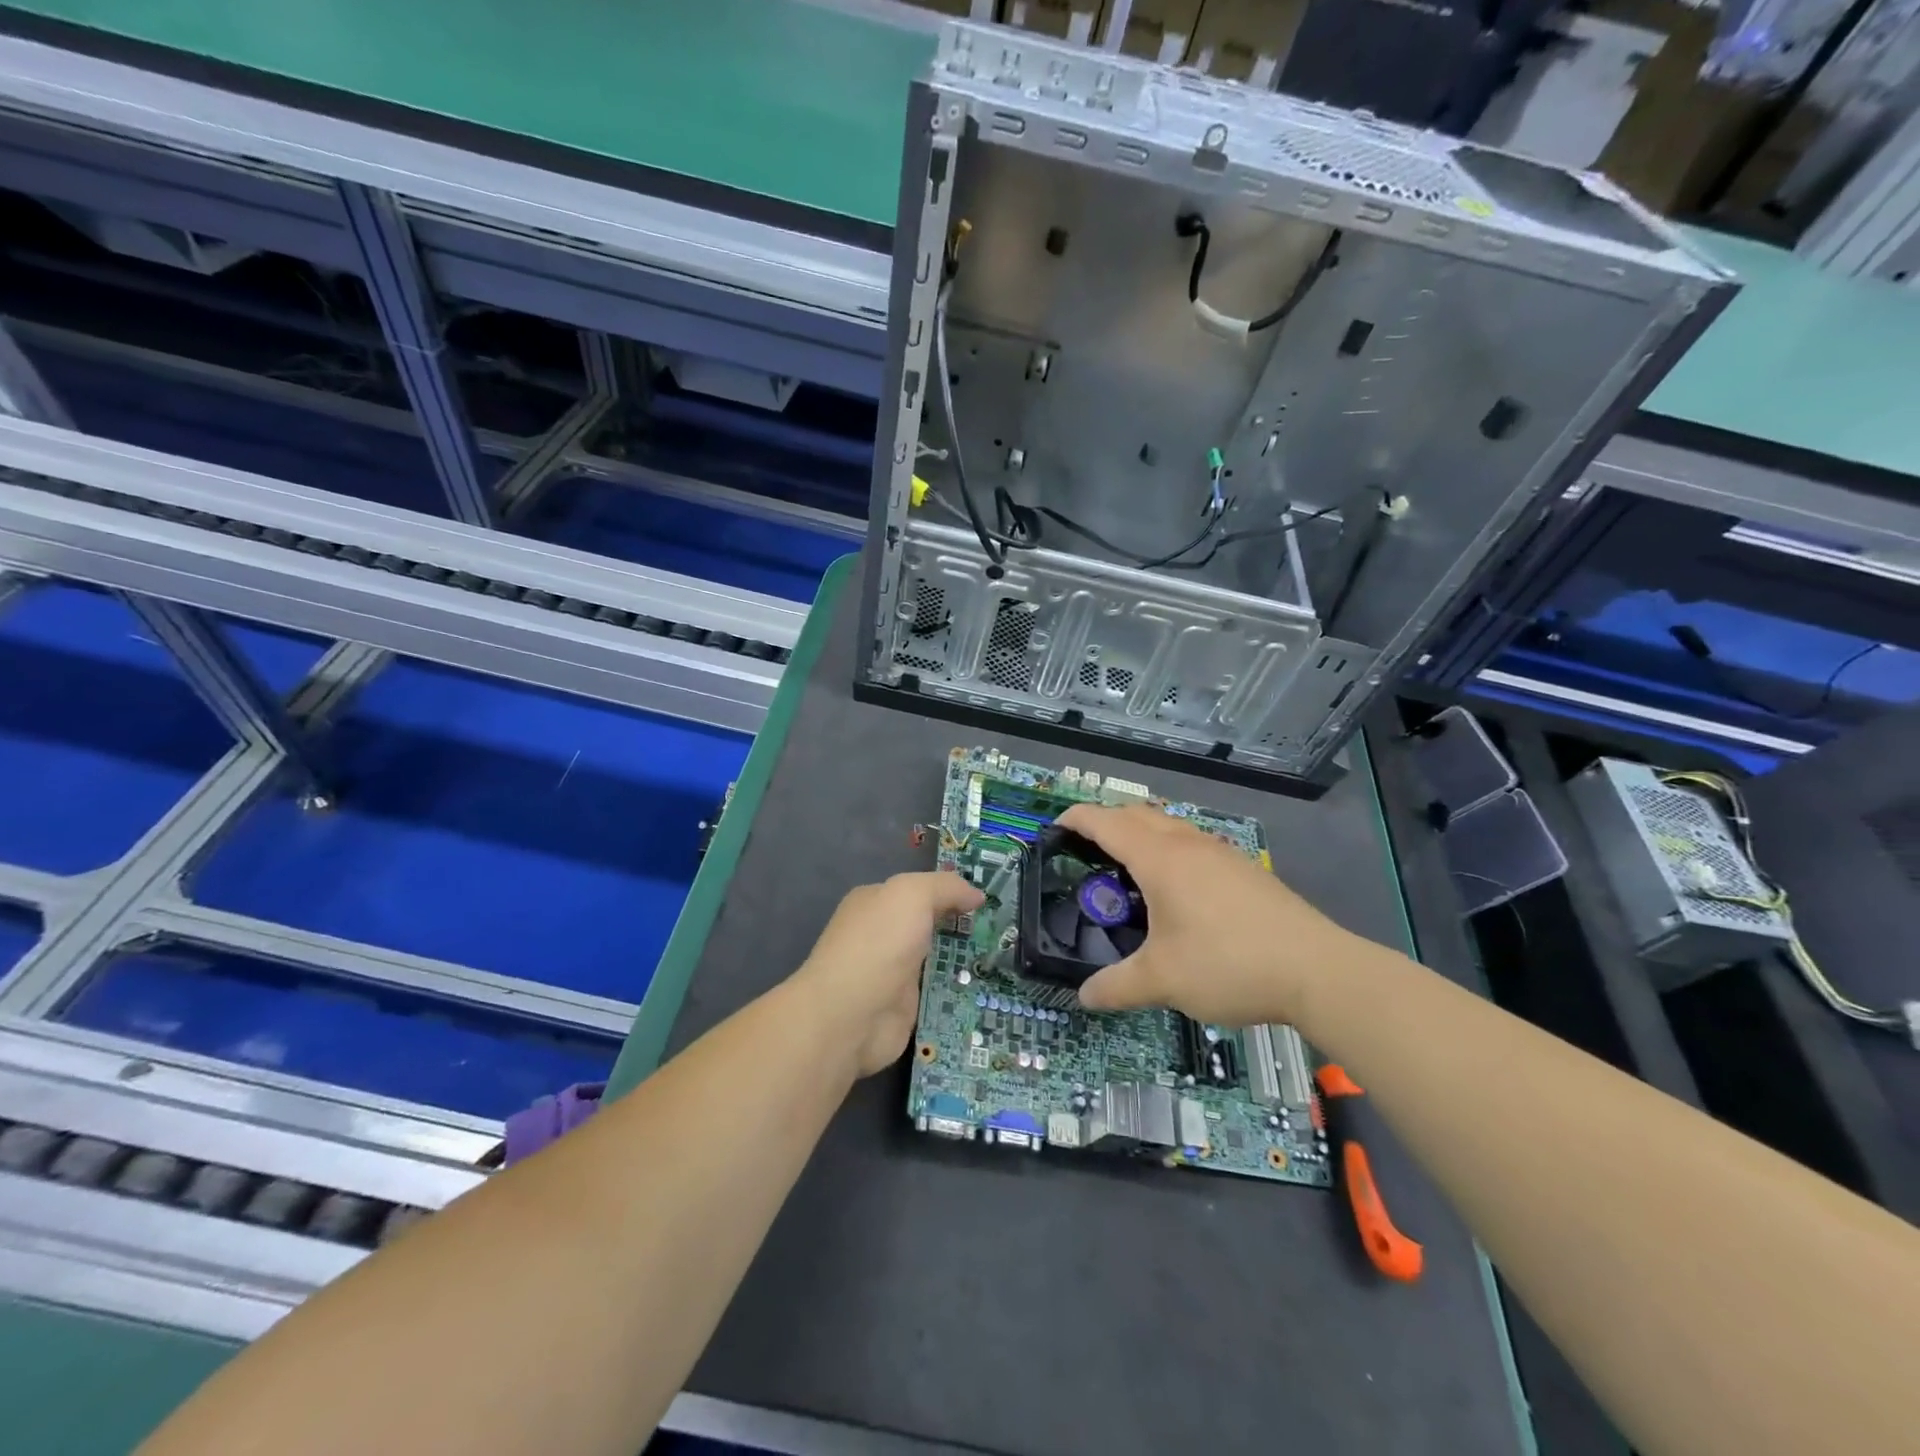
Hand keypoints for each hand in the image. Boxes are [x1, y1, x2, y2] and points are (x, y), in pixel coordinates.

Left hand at [791, 872, 983, 1076]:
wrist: (850, 1016)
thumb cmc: (880, 943)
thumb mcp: (913, 894)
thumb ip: (946, 887)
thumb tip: (976, 896)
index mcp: (874, 902)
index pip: (917, 891)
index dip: (950, 892)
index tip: (986, 901)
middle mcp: (881, 935)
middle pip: (928, 926)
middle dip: (961, 927)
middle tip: (1002, 931)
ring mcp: (891, 974)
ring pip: (936, 961)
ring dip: (963, 961)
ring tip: (1002, 960)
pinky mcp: (902, 1008)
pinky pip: (937, 994)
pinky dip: (958, 993)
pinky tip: (986, 991)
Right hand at [1058, 803, 1359, 1027]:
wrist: (1318, 971)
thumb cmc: (1228, 965)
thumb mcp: (1163, 981)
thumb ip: (1116, 986)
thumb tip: (1084, 997)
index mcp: (1160, 858)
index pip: (1106, 822)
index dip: (1075, 819)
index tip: (1054, 829)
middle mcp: (1188, 843)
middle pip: (1136, 813)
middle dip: (1105, 822)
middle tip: (1084, 851)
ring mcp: (1220, 852)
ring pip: (1169, 824)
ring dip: (1140, 833)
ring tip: (1126, 869)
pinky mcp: (1244, 868)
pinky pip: (1192, 842)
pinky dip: (1168, 848)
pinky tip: (1175, 889)